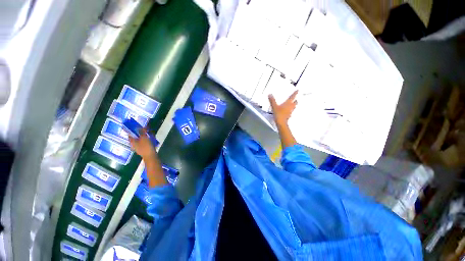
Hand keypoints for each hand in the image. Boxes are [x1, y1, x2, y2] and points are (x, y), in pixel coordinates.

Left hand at [129, 128, 156, 158]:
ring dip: (144, 136)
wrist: (150, 156)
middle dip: (140, 133)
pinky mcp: (143, 149)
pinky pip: (143, 142)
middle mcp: (133, 144)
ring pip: (140, 140)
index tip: (136, 126)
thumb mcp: (144, 137)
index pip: (130, 134)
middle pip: (135, 137)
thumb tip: (140, 126)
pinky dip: (146, 140)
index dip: (132, 129)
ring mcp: (138, 147)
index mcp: (132, 141)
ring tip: (149, 134)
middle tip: (145, 130)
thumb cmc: (146, 146)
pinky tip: (151, 139)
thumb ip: (142, 131)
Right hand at [269, 90, 297, 124]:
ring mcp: (290, 111)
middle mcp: (291, 106)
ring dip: (294, 105)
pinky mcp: (289, 115)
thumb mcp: (274, 106)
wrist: (281, 122)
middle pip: (295, 102)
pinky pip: (291, 111)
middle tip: (295, 99)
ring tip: (292, 104)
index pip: (293, 97)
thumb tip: (270, 94)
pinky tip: (287, 110)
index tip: (297, 90)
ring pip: (294, 107)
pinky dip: (290, 110)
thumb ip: (272, 100)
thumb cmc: (279, 114)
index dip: (295, 93)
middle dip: (295, 100)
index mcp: (288, 103)